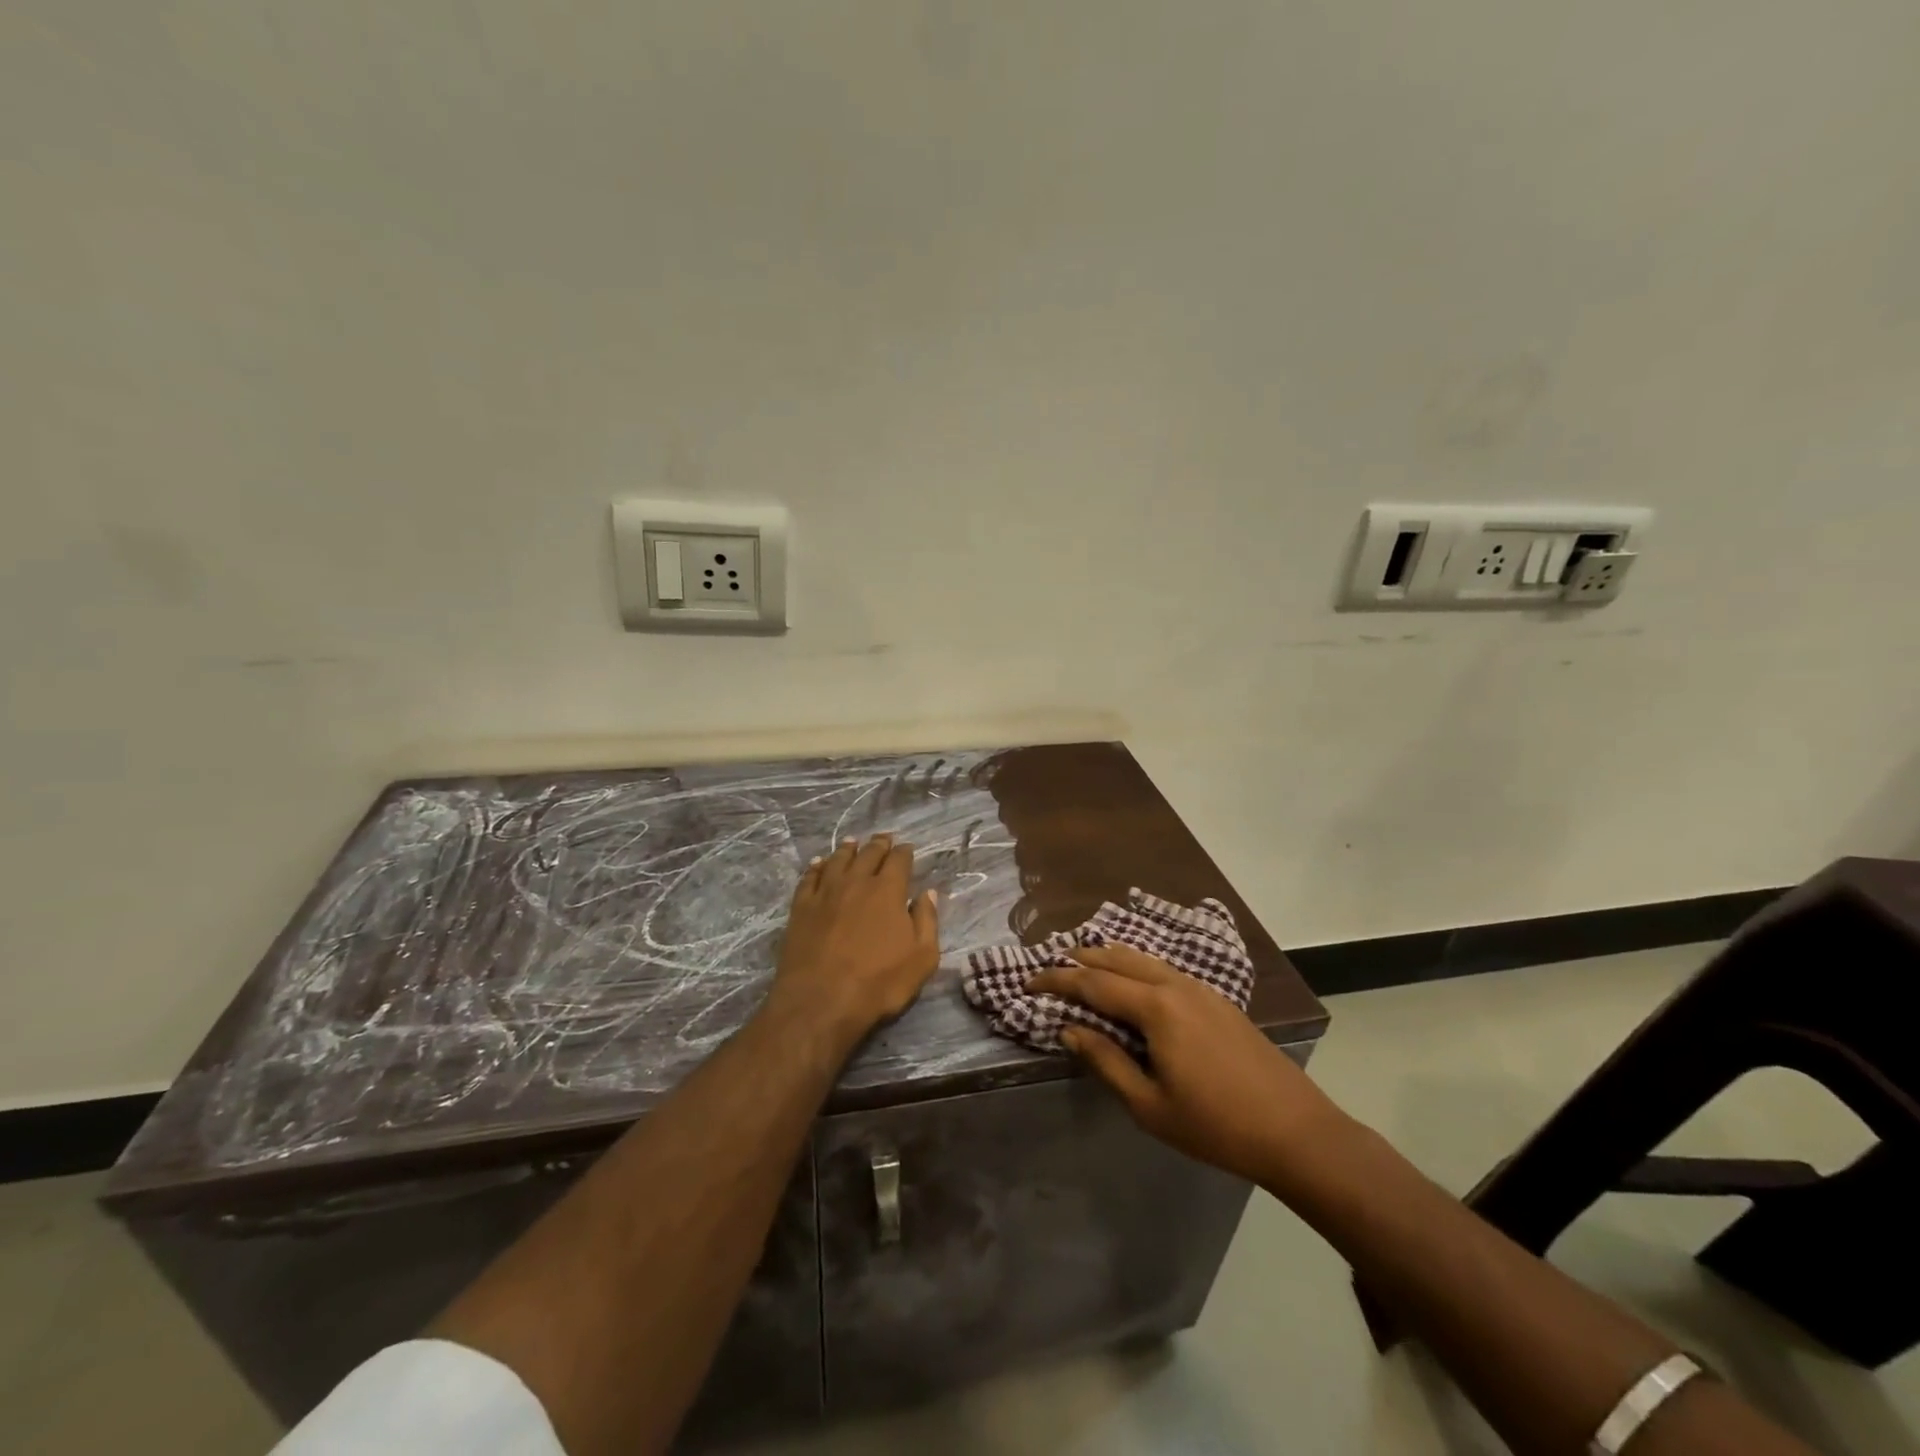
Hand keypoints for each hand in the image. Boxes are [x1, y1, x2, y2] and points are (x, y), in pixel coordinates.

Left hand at [772, 835, 940, 1039]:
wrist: (820, 1002)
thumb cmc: (878, 983)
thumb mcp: (921, 958)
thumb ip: (927, 921)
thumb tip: (928, 893)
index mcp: (888, 891)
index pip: (898, 861)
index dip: (904, 852)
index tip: (907, 848)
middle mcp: (856, 882)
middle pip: (868, 854)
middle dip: (878, 844)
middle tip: (883, 838)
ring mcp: (825, 893)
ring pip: (837, 860)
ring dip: (847, 849)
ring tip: (852, 842)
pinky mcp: (801, 908)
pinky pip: (809, 878)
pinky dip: (816, 867)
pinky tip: (819, 863)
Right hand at [1027, 945, 1341, 1184]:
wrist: (1296, 1131)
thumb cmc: (1216, 1126)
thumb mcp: (1149, 1105)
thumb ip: (1106, 1061)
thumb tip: (1070, 1029)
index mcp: (1156, 1007)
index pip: (1093, 983)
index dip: (1057, 980)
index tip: (1028, 982)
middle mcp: (1176, 984)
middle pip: (1118, 958)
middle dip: (1081, 959)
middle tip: (1051, 967)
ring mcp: (1201, 988)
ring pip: (1143, 959)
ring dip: (1109, 959)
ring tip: (1084, 965)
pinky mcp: (1217, 999)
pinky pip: (1164, 970)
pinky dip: (1136, 967)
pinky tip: (1132, 983)